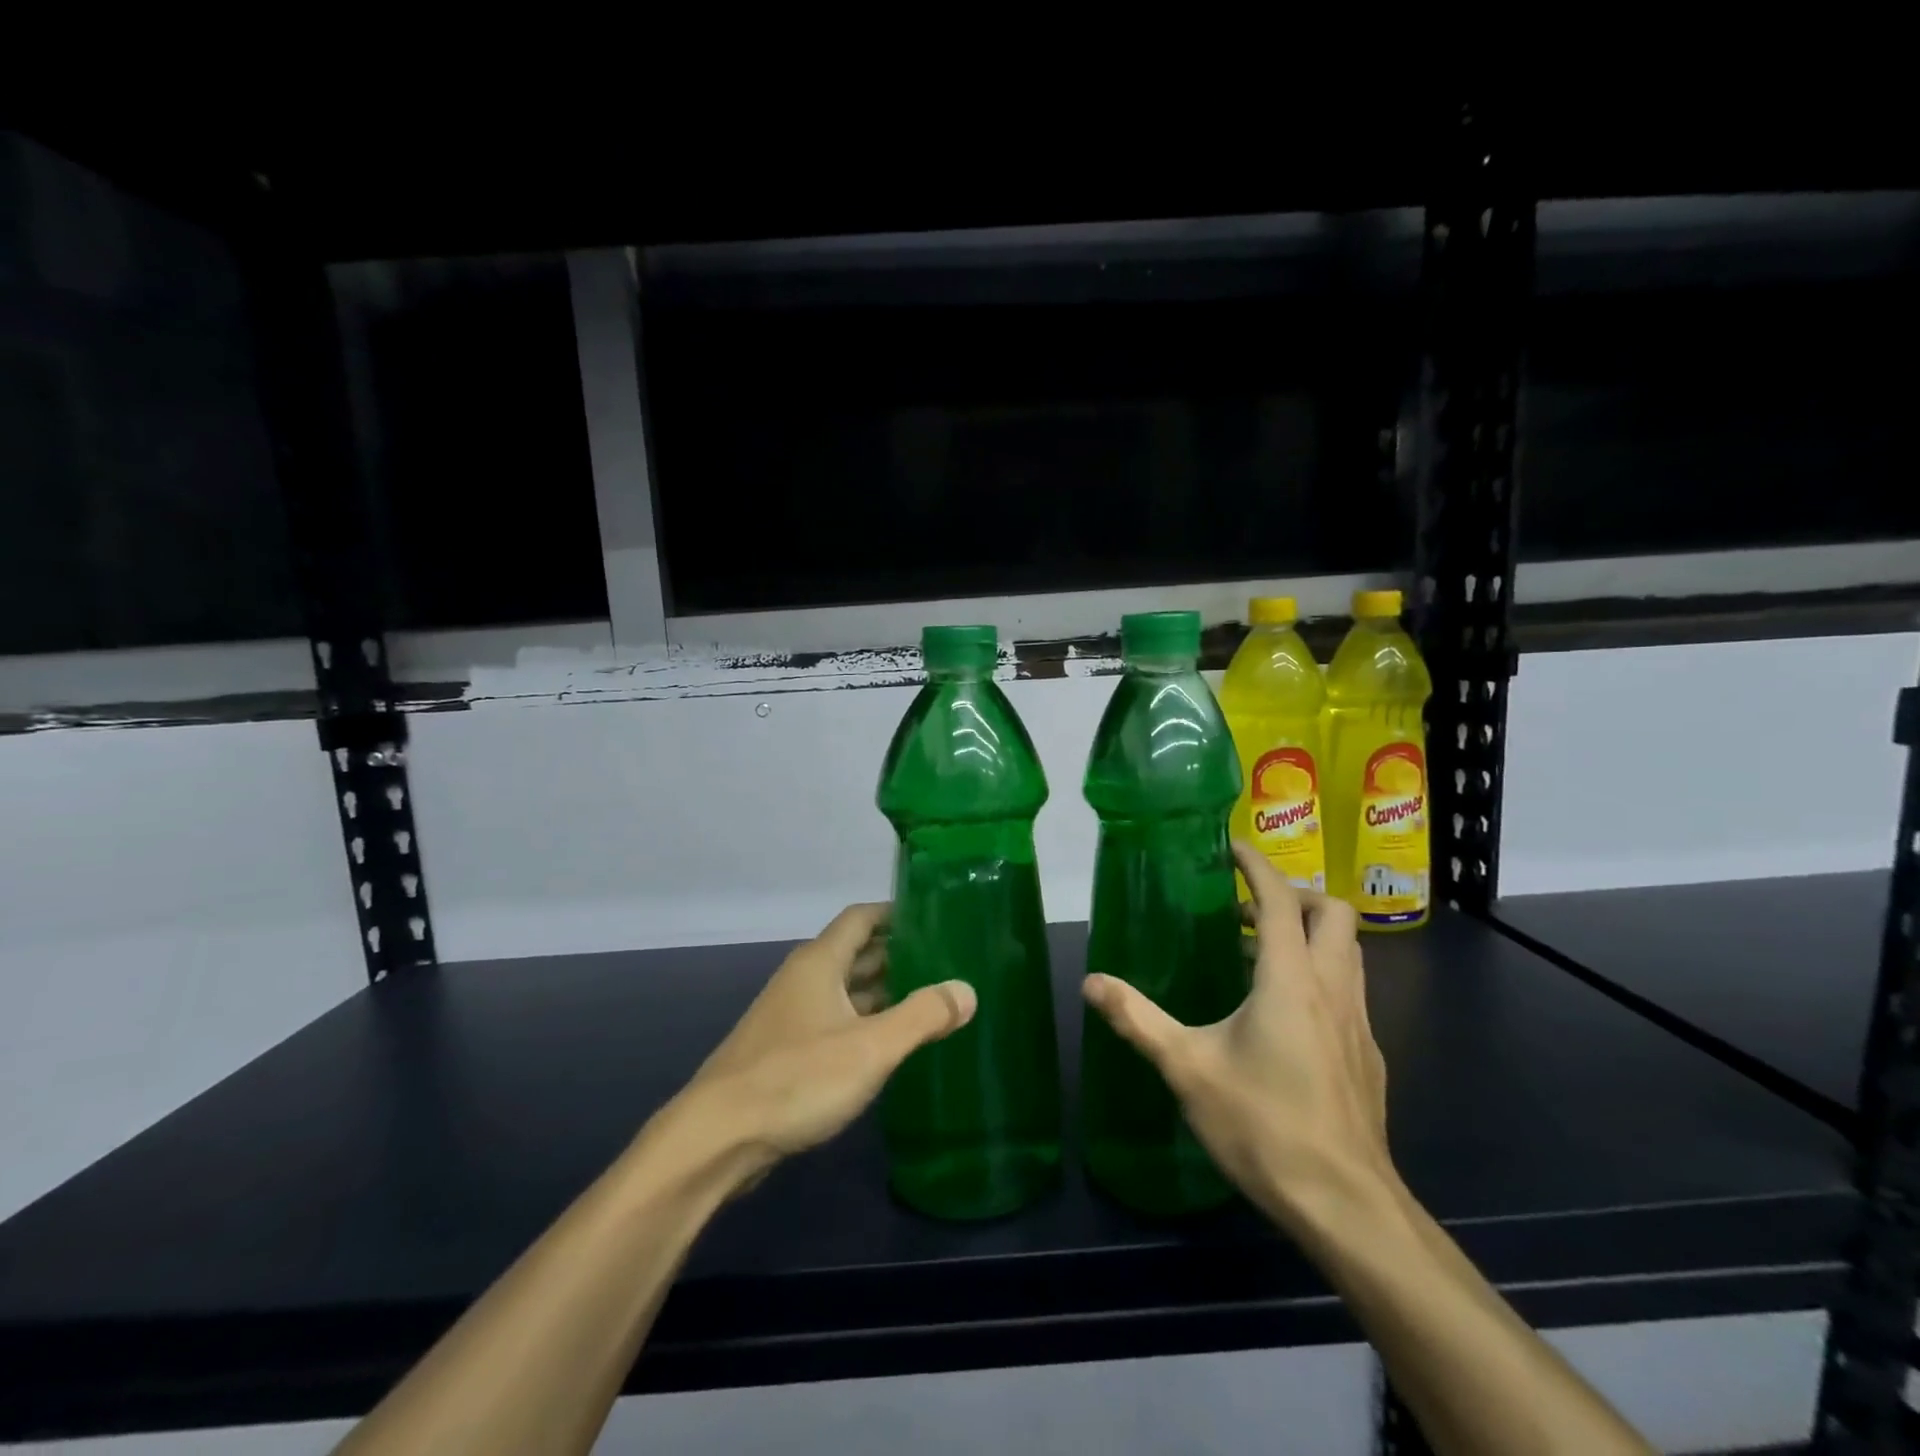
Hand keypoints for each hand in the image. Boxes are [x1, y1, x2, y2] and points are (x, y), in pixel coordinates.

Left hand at [670, 904, 976, 1187]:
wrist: (717, 1139)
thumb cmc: (796, 1078)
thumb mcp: (870, 1047)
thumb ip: (922, 1016)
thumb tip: (967, 990)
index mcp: (820, 963)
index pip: (861, 918)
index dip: (895, 912)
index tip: (934, 916)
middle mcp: (803, 979)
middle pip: (855, 952)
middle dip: (896, 953)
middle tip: (944, 960)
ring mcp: (791, 1016)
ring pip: (844, 990)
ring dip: (882, 990)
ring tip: (927, 998)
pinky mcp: (784, 1051)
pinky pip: (834, 1020)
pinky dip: (864, 1020)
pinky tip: (888, 1043)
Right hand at [1081, 842, 1394, 1230]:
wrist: (1347, 1206)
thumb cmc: (1264, 1126)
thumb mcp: (1187, 1068)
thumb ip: (1137, 1019)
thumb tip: (1091, 982)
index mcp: (1289, 979)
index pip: (1280, 900)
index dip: (1257, 865)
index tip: (1231, 847)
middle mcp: (1332, 988)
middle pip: (1332, 914)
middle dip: (1293, 895)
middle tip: (1245, 907)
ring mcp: (1358, 1023)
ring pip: (1347, 952)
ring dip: (1308, 934)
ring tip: (1255, 953)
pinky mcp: (1367, 1055)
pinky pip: (1347, 990)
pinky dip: (1318, 976)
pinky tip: (1282, 1016)